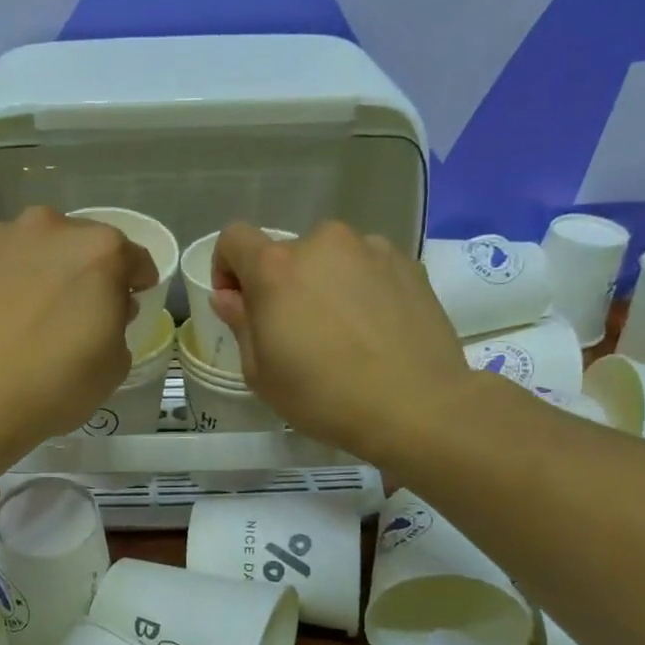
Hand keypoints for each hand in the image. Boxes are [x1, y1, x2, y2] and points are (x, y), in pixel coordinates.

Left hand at [0, 208, 155, 462]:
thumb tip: (106, 306)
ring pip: (33, 247)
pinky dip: (0, 279)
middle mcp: (48, 227)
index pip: (132, 257)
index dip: (136, 282)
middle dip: (84, 271)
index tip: (130, 301)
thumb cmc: (53, 386)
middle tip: (76, 308)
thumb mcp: (114, 365)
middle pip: (79, 244)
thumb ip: (119, 322)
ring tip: (29, 309)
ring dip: (39, 269)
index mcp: (99, 250)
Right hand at [210, 221, 475, 466]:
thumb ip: (240, 323)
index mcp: (276, 267)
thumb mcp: (261, 373)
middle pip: (287, 253)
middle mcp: (323, 243)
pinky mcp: (409, 264)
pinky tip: (375, 330)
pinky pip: (369, 268)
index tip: (239, 305)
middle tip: (297, 331)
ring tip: (342, 331)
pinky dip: (362, 288)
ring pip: (331, 259)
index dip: (226, 268)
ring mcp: (371, 249)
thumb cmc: (323, 395)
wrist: (417, 405)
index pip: (234, 238)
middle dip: (282, 284)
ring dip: (325, 284)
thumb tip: (229, 297)